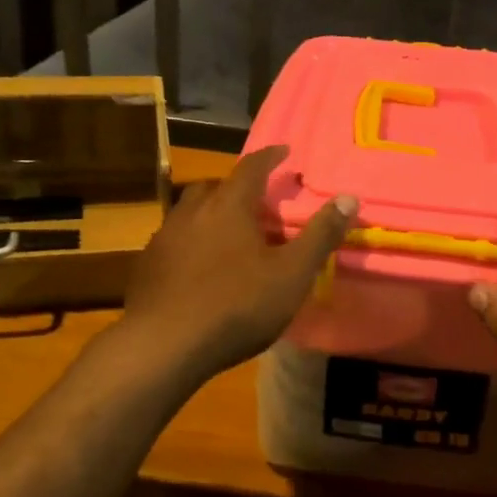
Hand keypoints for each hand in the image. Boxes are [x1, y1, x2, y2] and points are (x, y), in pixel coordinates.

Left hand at [121, 145, 354, 379]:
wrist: (164, 345)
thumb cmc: (237, 305)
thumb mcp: (291, 274)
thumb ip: (320, 235)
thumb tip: (349, 198)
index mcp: (229, 205)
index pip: (252, 167)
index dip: (270, 156)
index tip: (284, 151)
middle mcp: (192, 211)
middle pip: (216, 187)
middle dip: (238, 188)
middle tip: (257, 203)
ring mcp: (165, 237)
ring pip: (191, 213)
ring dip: (211, 215)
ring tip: (230, 235)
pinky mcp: (148, 265)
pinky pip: (175, 240)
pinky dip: (192, 242)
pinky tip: (200, 268)